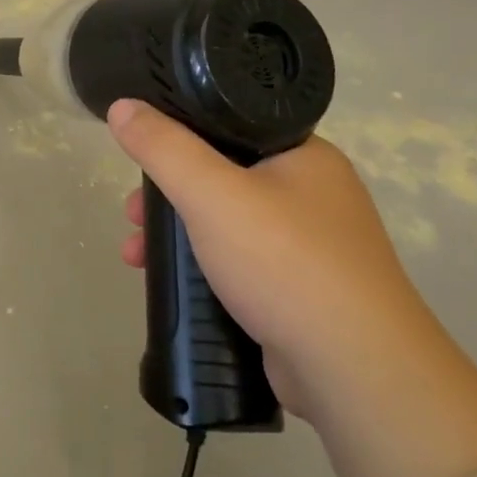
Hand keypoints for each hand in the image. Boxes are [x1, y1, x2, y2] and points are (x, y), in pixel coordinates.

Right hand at [108, 99, 476, 476]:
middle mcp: (312, 194)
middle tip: (132, 214)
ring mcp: (309, 246)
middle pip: (219, 176)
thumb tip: (122, 106)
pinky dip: (200, 266)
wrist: (355, 370)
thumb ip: (162, 147)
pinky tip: (172, 284)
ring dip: (174, 234)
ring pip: (224, 223)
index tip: (140, 158)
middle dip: (166, 195)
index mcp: (305, 156)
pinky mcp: (300, 290)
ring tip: (136, 255)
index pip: (231, 125)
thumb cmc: (284, 263)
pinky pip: (236, 262)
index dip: (177, 136)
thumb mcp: (212, 193)